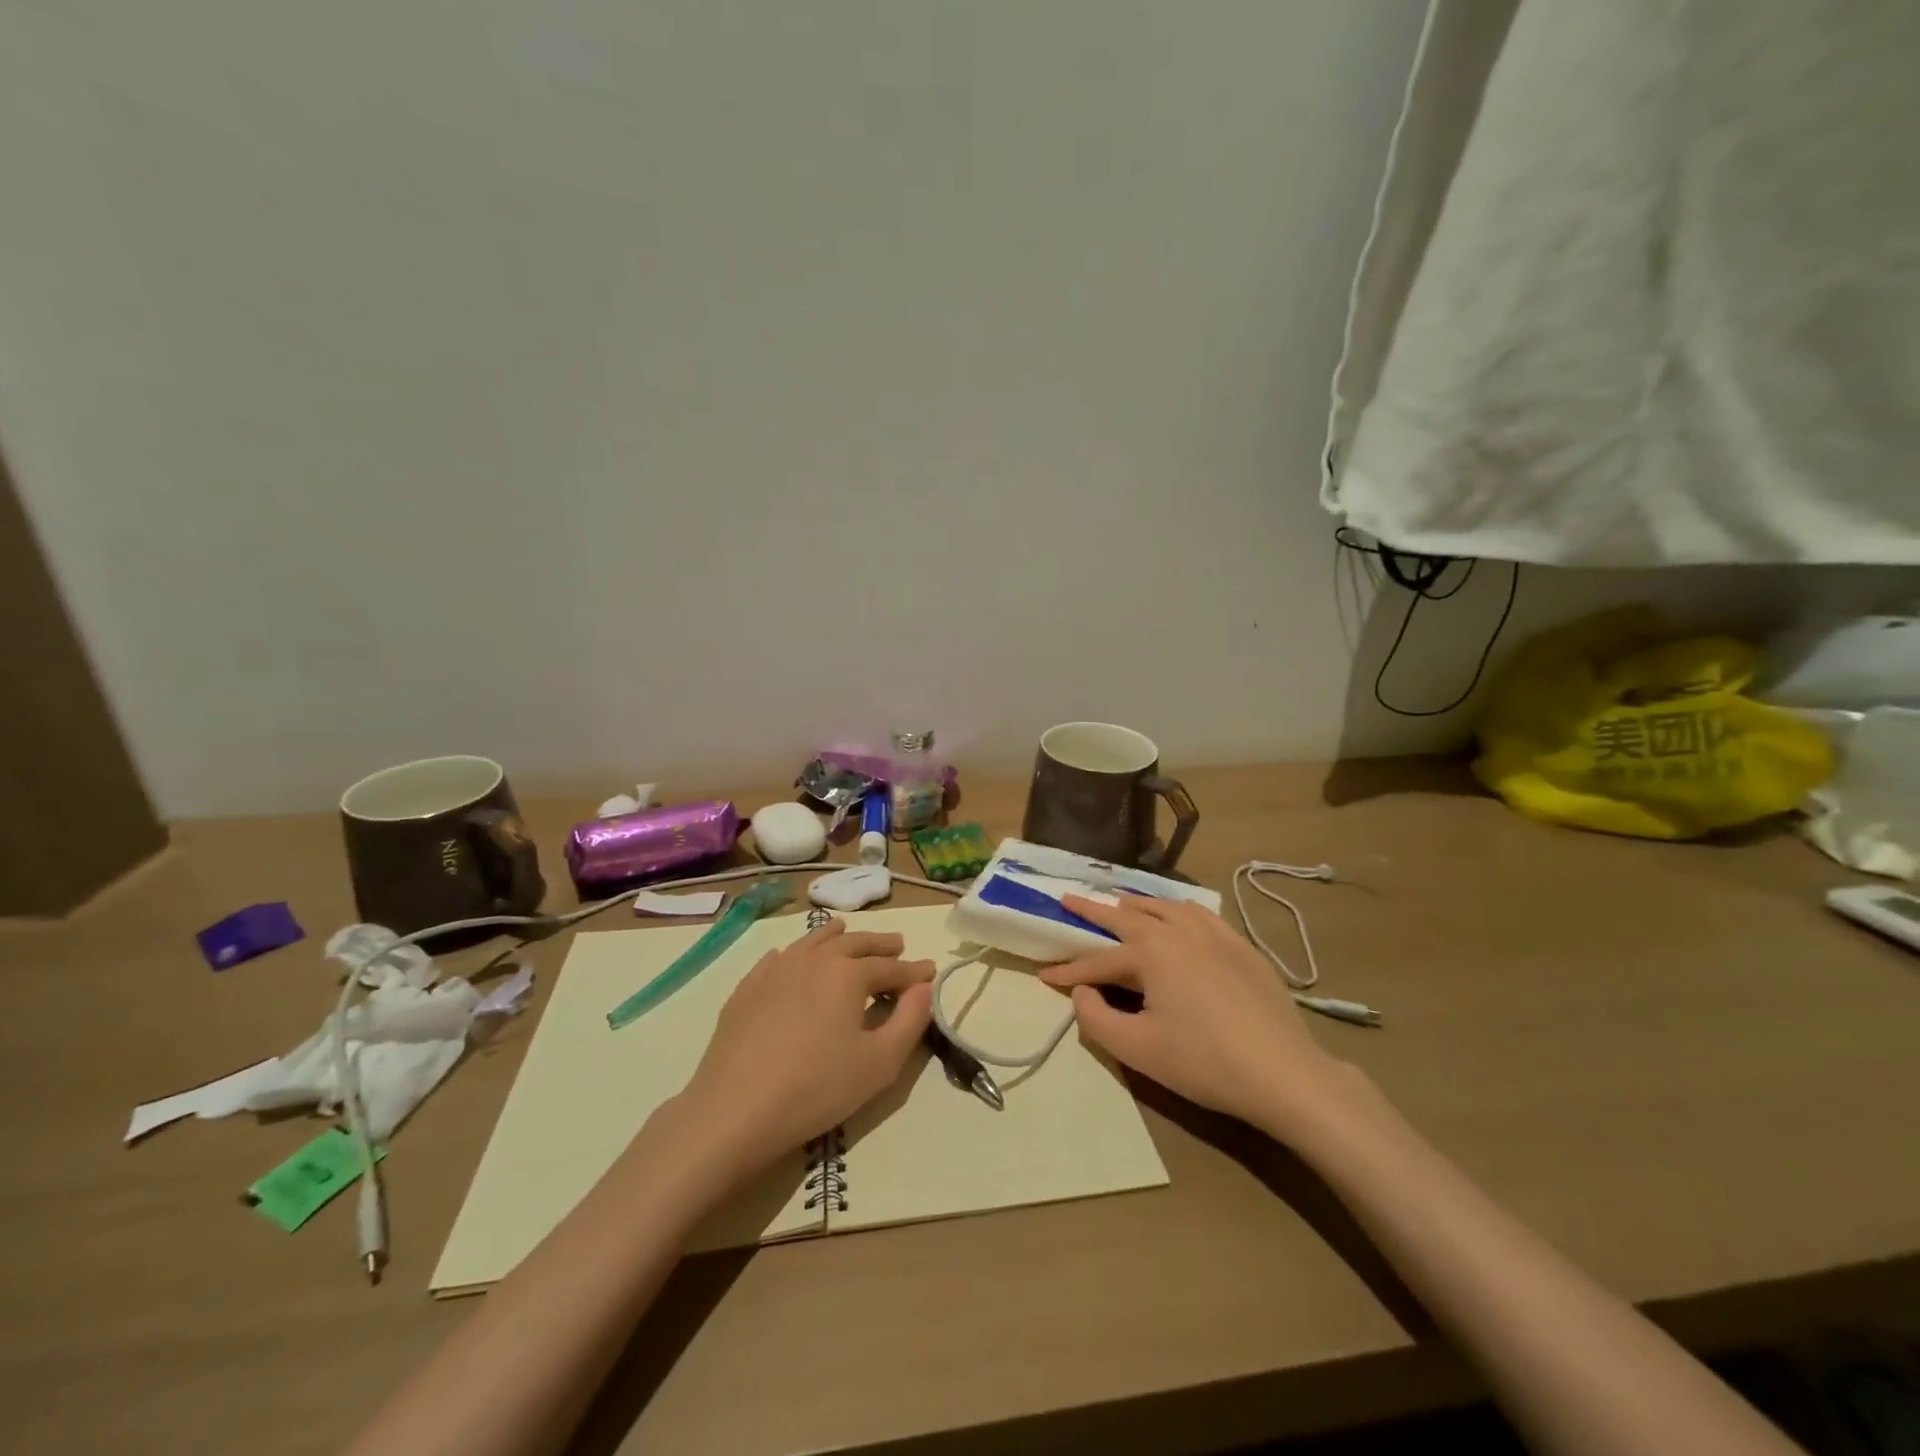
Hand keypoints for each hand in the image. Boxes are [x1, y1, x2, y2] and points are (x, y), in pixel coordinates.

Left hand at [676, 921, 934, 1171]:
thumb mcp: (880, 1063)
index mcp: (848, 973)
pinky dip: (796, 953)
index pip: (890, 966)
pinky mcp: (747, 989)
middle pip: (854, 943)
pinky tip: (794, 958)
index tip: (930, 970)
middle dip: (880, 944)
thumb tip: (924, 987)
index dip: (913, 970)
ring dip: (837, 937)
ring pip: (813, 941)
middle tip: (898, 944)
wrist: (735, 1111)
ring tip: (848, 933)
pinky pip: (778, 958)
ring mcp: (775, 970)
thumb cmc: (816, 1088)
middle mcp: (813, 959)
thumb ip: (910, 1020)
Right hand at [1040, 895, 1352, 1136]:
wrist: (1284, 1074)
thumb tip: (1082, 992)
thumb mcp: (1136, 1049)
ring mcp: (1215, 934)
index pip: (1098, 960)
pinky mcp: (1242, 947)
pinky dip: (1178, 910)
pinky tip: (1179, 916)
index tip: (1043, 975)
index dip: (1068, 971)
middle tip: (1068, 899)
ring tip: (1121, 903)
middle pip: (1128, 915)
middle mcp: (1179, 931)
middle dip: (1094, 910)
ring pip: (1167, 907)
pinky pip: (1201, 915)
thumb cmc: (1203, 1062)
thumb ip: (1095, 1017)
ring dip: (1138, 904)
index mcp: (1151, 952)